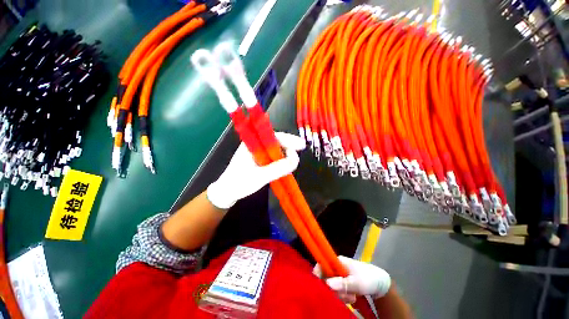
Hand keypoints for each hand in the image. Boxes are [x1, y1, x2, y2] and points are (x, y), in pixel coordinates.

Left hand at [207, 132, 305, 208]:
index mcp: (252, 144)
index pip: (273, 136)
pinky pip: (273, 155)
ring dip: (286, 152)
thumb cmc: (240, 183)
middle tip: (302, 149)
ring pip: (275, 147)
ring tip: (294, 159)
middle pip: (276, 140)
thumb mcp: (260, 177)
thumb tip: (295, 160)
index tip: (301, 145)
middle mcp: (255, 144)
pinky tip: (286, 163)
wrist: (227, 192)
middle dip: (289, 144)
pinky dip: (281, 158)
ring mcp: (257, 151)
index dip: (289, 139)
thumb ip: (278, 169)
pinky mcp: (259, 159)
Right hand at [313, 256, 390, 303]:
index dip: (318, 276)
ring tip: (352, 298)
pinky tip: (352, 298)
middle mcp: (335, 267)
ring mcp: (338, 276)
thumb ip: (343, 283)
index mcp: (336, 261)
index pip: (321, 265)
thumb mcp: (357, 282)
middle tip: (345, 296)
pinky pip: (336, 292)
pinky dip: (342, 297)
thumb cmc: (368, 278)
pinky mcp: (341, 284)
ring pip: (331, 287)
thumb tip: (327, 284)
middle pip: (325, 279)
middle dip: (333, 290)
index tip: (320, 288)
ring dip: (340, 295)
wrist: (380, 283)